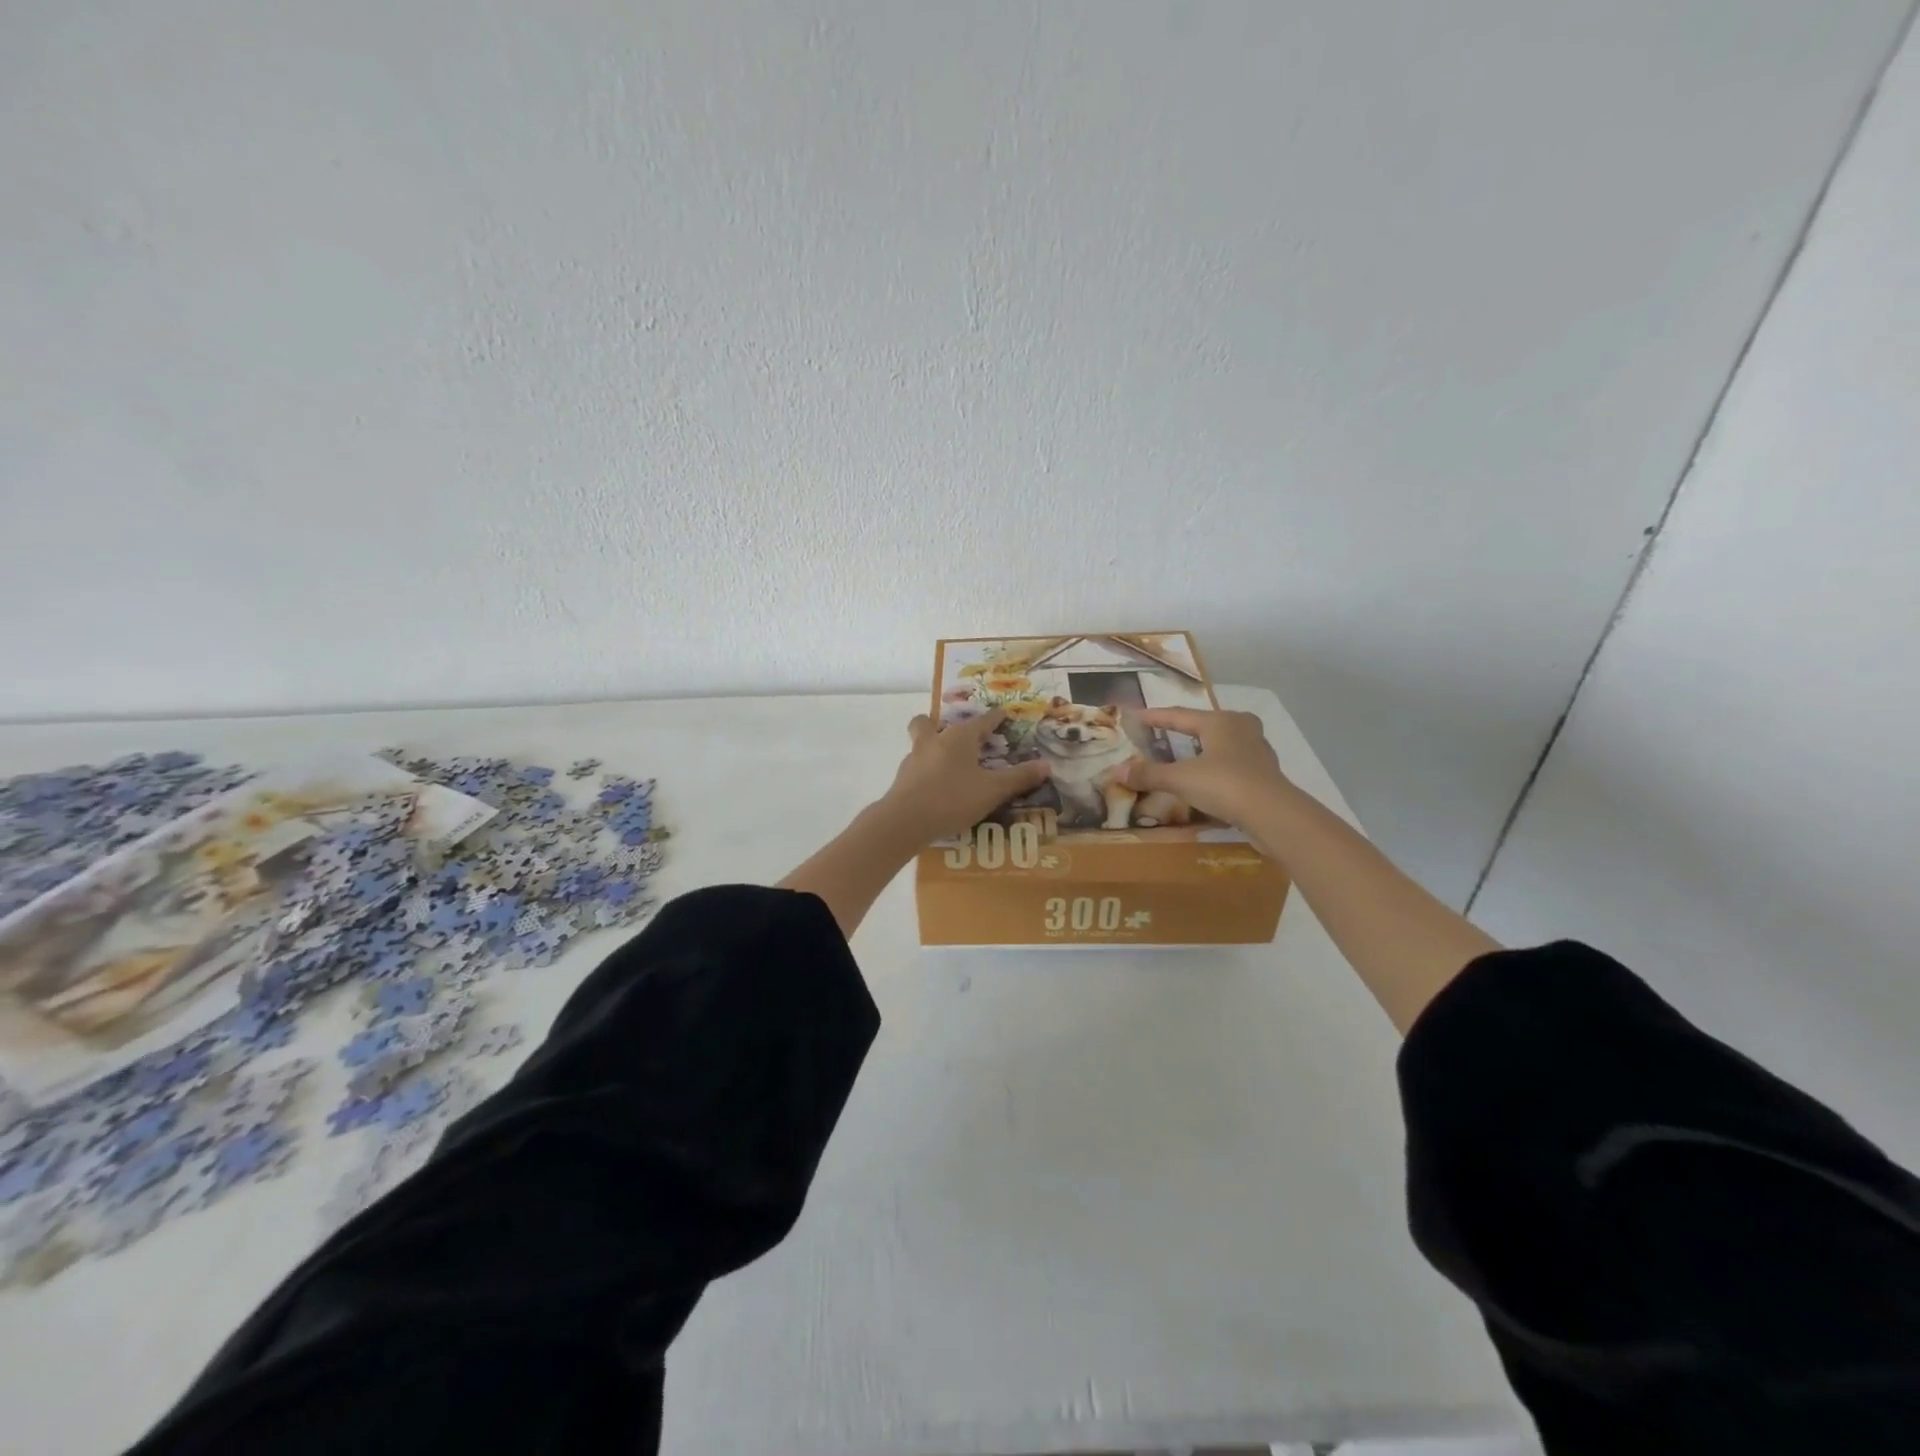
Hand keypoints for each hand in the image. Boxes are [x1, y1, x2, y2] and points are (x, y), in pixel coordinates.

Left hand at [879, 708, 1050, 844]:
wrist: (905, 821)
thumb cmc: (953, 798)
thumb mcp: (992, 790)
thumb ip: (1019, 778)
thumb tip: (1046, 765)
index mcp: (958, 738)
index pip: (982, 721)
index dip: (995, 718)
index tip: (1004, 715)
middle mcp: (933, 741)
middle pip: (929, 722)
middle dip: (938, 724)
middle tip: (955, 737)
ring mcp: (914, 760)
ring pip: (920, 743)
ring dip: (931, 747)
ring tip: (947, 764)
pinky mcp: (902, 780)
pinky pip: (916, 768)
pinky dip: (925, 772)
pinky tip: (935, 787)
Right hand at [1114, 708, 1291, 826]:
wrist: (1273, 815)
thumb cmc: (1224, 785)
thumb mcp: (1180, 779)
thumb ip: (1148, 774)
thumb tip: (1115, 771)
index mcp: (1220, 721)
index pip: (1179, 715)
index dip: (1156, 717)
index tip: (1136, 716)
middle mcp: (1241, 729)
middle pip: (1205, 725)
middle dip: (1184, 729)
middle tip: (1163, 734)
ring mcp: (1257, 751)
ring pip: (1222, 744)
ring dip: (1202, 749)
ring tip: (1184, 756)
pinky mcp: (1264, 775)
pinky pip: (1231, 765)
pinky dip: (1215, 768)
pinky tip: (1206, 780)